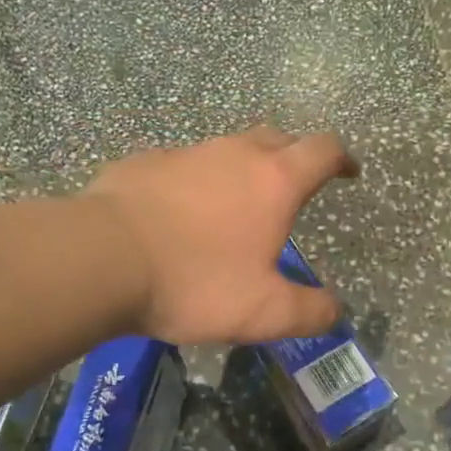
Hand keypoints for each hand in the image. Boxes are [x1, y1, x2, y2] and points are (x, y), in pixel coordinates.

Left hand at [84, 126, 358, 345]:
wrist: (101, 259)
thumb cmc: (195, 282)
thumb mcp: (264, 313)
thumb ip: (309, 312)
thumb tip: (335, 310)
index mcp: (274, 182)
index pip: (323, 150)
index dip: (342, 158)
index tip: (348, 171)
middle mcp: (234, 154)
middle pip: (277, 137)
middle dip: (294, 156)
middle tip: (295, 185)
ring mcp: (186, 153)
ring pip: (227, 149)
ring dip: (242, 168)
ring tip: (236, 205)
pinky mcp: (145, 163)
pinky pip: (183, 165)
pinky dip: (195, 182)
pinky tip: (180, 213)